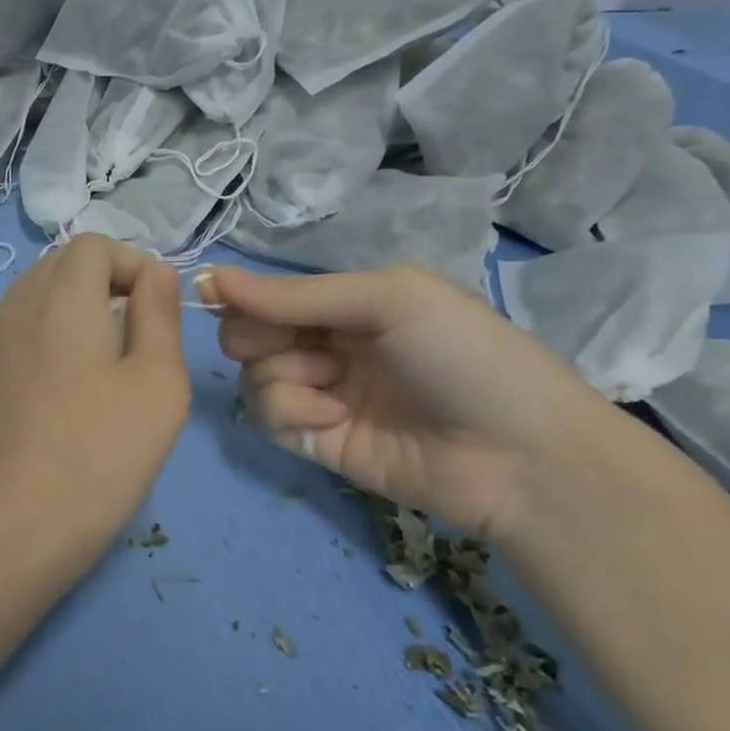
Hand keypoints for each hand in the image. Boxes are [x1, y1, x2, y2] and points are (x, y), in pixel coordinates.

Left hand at [0, 234, 190, 575]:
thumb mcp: (158, 381)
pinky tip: (68, 390)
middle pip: (61, 264)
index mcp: (60, 296)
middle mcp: (15, 306)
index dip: (132, 263)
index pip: (93, 244)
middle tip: (137, 333)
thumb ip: (160, 314)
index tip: (158, 310)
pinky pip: (19, 331)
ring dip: (76, 309)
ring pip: (36, 296)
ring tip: (106, 362)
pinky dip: (49, 336)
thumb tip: (156, 273)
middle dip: (105, 281)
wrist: (12, 528)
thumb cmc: (100, 452)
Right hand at [204, 264, 609, 542]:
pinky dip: (292, 414)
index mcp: (348, 304)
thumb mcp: (388, 300)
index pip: (270, 294)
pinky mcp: (318, 443)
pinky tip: (333, 419)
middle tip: (294, 345)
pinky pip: (269, 419)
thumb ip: (297, 294)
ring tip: (332, 389)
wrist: (519, 454)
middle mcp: (329, 345)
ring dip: (283, 377)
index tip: (215, 296)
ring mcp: (322, 395)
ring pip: (253, 377)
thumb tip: (210, 275)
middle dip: (257, 337)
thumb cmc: (463, 355)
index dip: (243, 297)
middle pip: (248, 335)